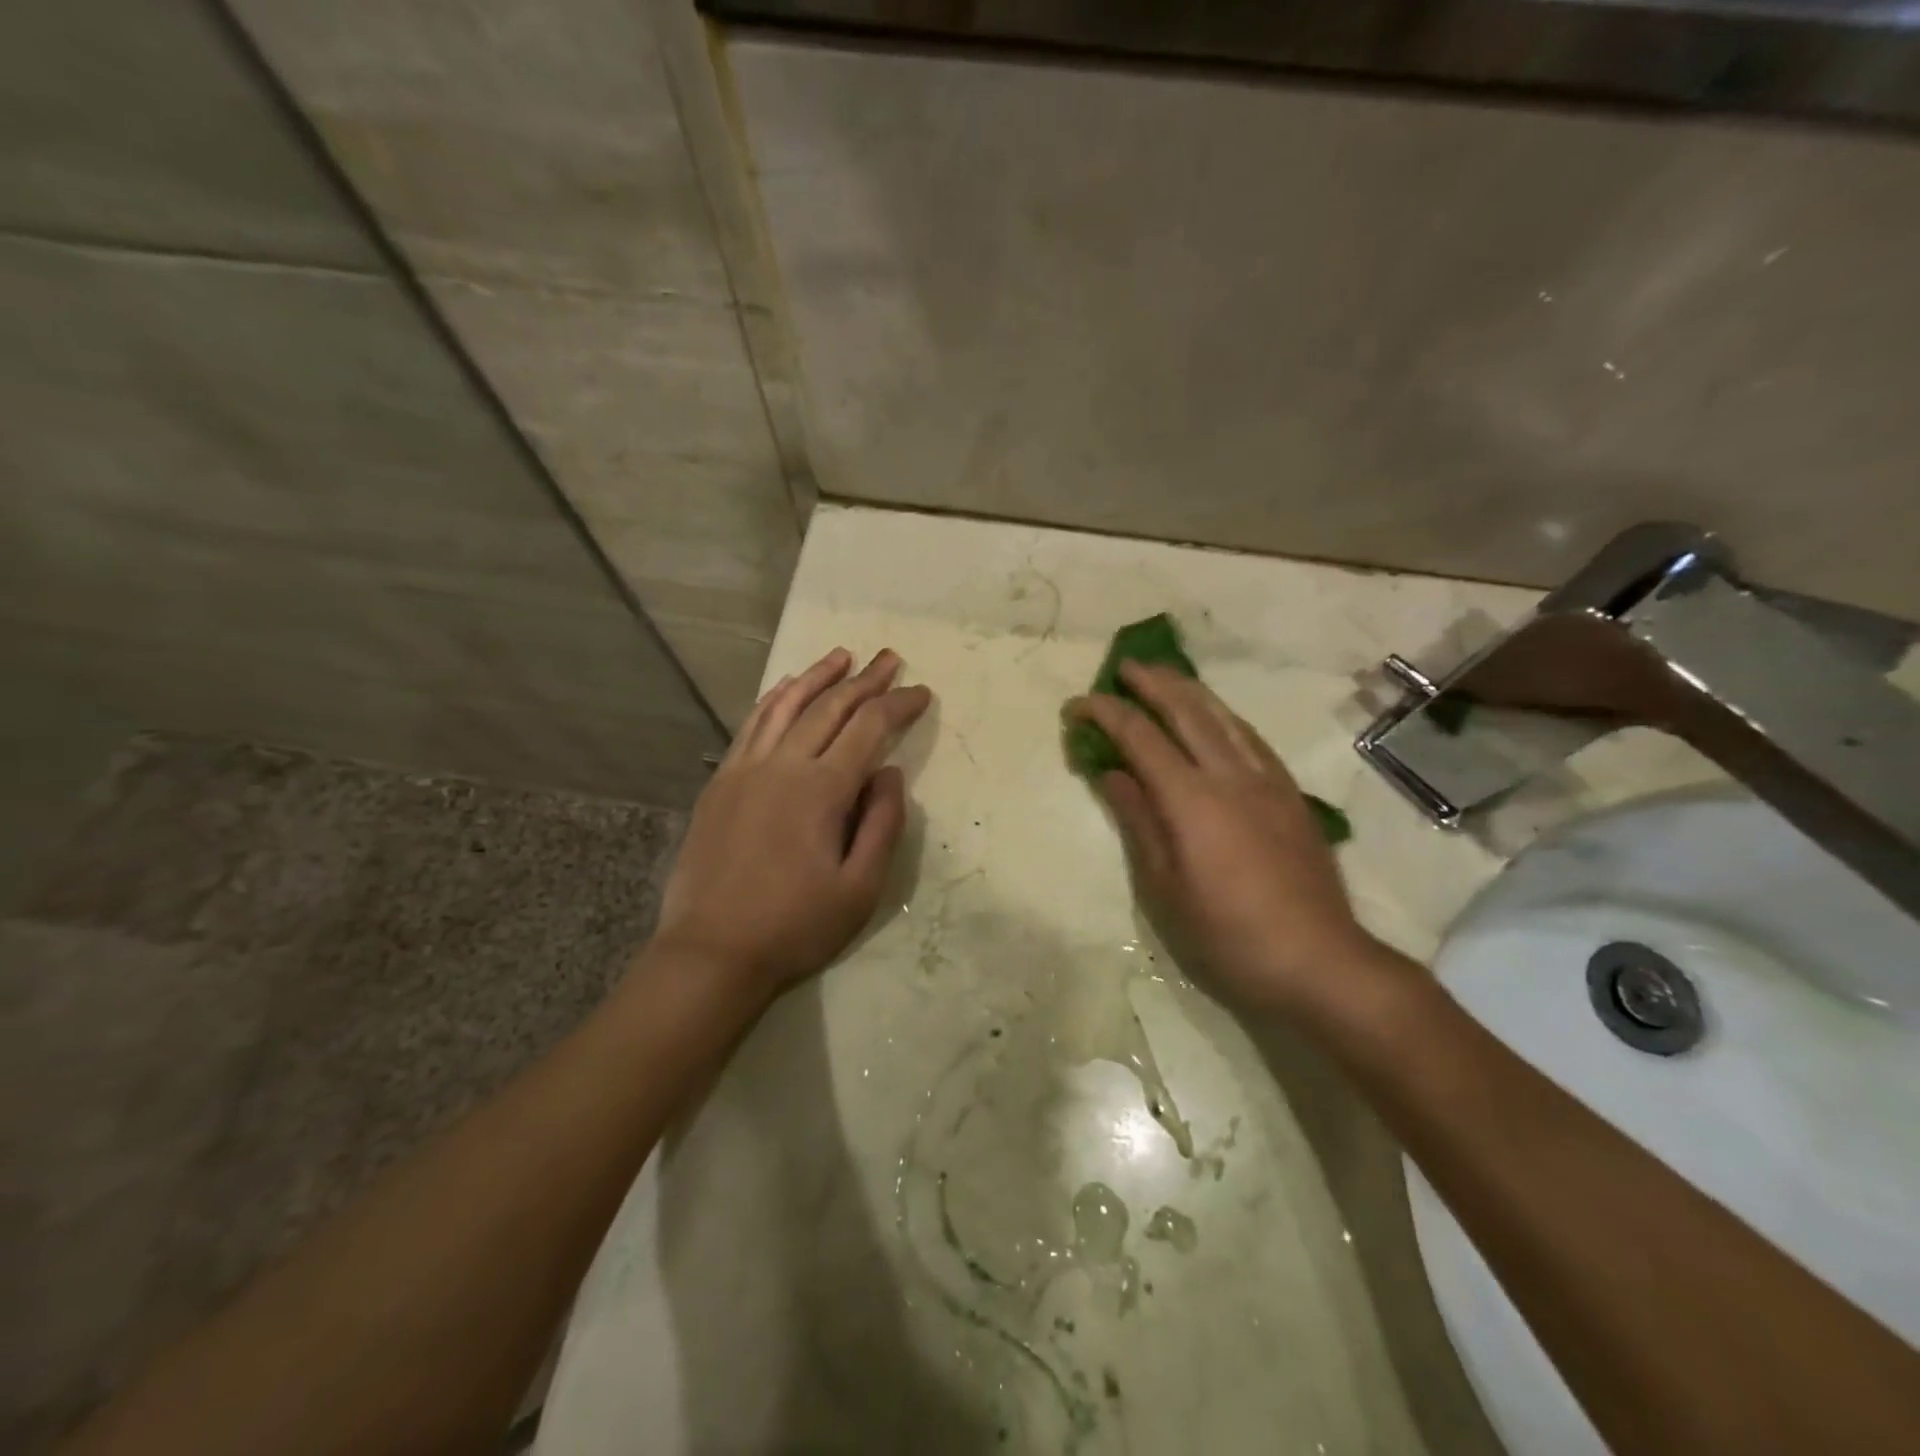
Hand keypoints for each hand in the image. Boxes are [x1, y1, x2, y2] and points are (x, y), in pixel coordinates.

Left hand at [654, 647, 931, 1002]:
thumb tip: (891, 773)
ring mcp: (744, 769)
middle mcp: (782, 765)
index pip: (869, 728)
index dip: (898, 705)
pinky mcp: (720, 782)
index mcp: (822, 790)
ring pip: (785, 706)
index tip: (922, 691)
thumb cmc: (795, 927)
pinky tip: (785, 688)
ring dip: (817, 677)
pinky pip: (750, 725)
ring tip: (841, 655)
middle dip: (864, 680)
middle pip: (829, 707)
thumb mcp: (860, 889)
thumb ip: (883, 824)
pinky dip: (773, 699)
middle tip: (889, 658)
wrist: (711, 951)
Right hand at [1066, 662, 1378, 1017]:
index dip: (1105, 714)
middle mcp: (1231, 776)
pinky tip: (1217, 718)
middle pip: (1186, 711)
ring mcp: (1267, 781)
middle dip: (1151, 683)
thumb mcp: (1164, 888)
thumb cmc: (1227, 935)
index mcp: (1192, 799)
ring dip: (1190, 690)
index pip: (1140, 737)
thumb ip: (1139, 821)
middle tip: (1123, 667)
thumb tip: (1111, 774)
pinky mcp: (1291, 794)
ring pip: (1224, 716)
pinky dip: (1224, 715)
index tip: (1076, 705)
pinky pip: (1251, 737)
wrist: (1318, 961)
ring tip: (1166, 677)